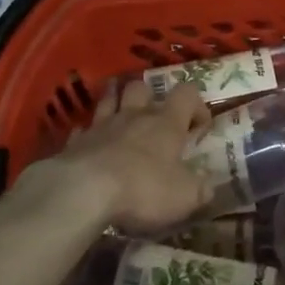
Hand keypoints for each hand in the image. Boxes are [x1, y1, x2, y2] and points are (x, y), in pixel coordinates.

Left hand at [21, 79, 216, 233]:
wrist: (84, 191)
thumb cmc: (143, 189)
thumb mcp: (185, 196)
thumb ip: (200, 188)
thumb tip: (208, 185)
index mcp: (166, 123)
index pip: (186, 94)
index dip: (196, 105)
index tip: (199, 127)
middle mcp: (134, 116)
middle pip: (141, 87)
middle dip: (150, 96)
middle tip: (155, 117)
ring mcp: (101, 125)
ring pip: (109, 99)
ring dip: (116, 100)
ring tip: (121, 111)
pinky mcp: (76, 141)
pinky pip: (84, 128)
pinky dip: (89, 132)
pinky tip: (91, 143)